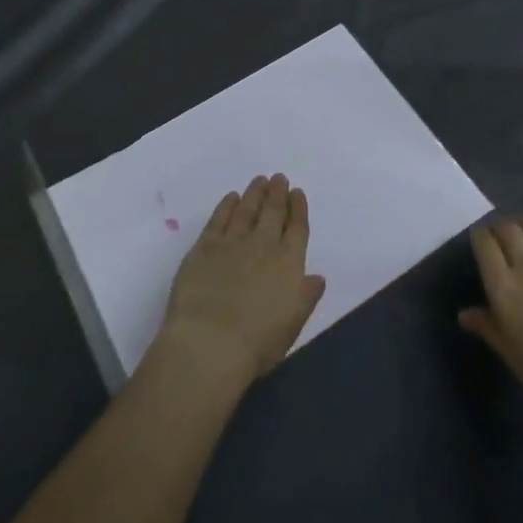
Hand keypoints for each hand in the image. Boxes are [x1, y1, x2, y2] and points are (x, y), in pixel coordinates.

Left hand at [159, 174, 326, 383]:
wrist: (209, 344)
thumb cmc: (257, 343)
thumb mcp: (293, 324)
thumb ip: (306, 296)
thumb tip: (317, 276)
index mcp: (289, 262)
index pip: (297, 227)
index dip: (298, 208)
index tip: (297, 192)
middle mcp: (264, 244)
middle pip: (273, 211)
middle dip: (277, 193)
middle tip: (278, 178)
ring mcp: (233, 241)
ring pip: (247, 208)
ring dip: (255, 193)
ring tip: (259, 181)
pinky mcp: (205, 246)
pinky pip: (219, 218)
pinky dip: (227, 205)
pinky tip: (231, 198)